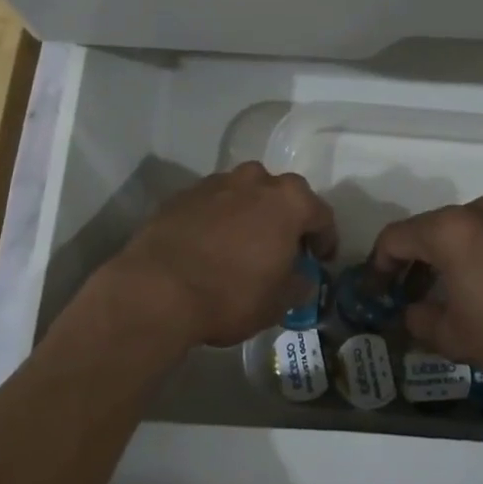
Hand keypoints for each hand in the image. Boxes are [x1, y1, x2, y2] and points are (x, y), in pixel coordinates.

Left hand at [99, 163, 336, 350]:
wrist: (156, 289)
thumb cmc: (230, 295)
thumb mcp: (278, 303)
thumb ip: (299, 284)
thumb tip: (302, 276)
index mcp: (289, 201)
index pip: (321, 214)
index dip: (325, 239)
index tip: (321, 260)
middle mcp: (256, 180)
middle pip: (282, 195)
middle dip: (287, 219)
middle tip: (283, 249)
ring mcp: (216, 183)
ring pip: (245, 193)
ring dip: (251, 213)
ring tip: (244, 244)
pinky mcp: (183, 194)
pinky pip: (213, 203)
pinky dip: (219, 219)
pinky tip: (211, 246)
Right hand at [370, 196, 482, 383]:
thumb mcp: (453, 336)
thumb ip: (419, 320)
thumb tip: (411, 312)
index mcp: (448, 230)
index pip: (394, 238)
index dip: (377, 266)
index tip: (374, 293)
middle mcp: (473, 213)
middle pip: (423, 231)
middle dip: (406, 264)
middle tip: (399, 297)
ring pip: (453, 234)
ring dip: (435, 262)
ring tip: (432, 299)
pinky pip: (480, 239)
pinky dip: (464, 259)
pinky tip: (469, 292)